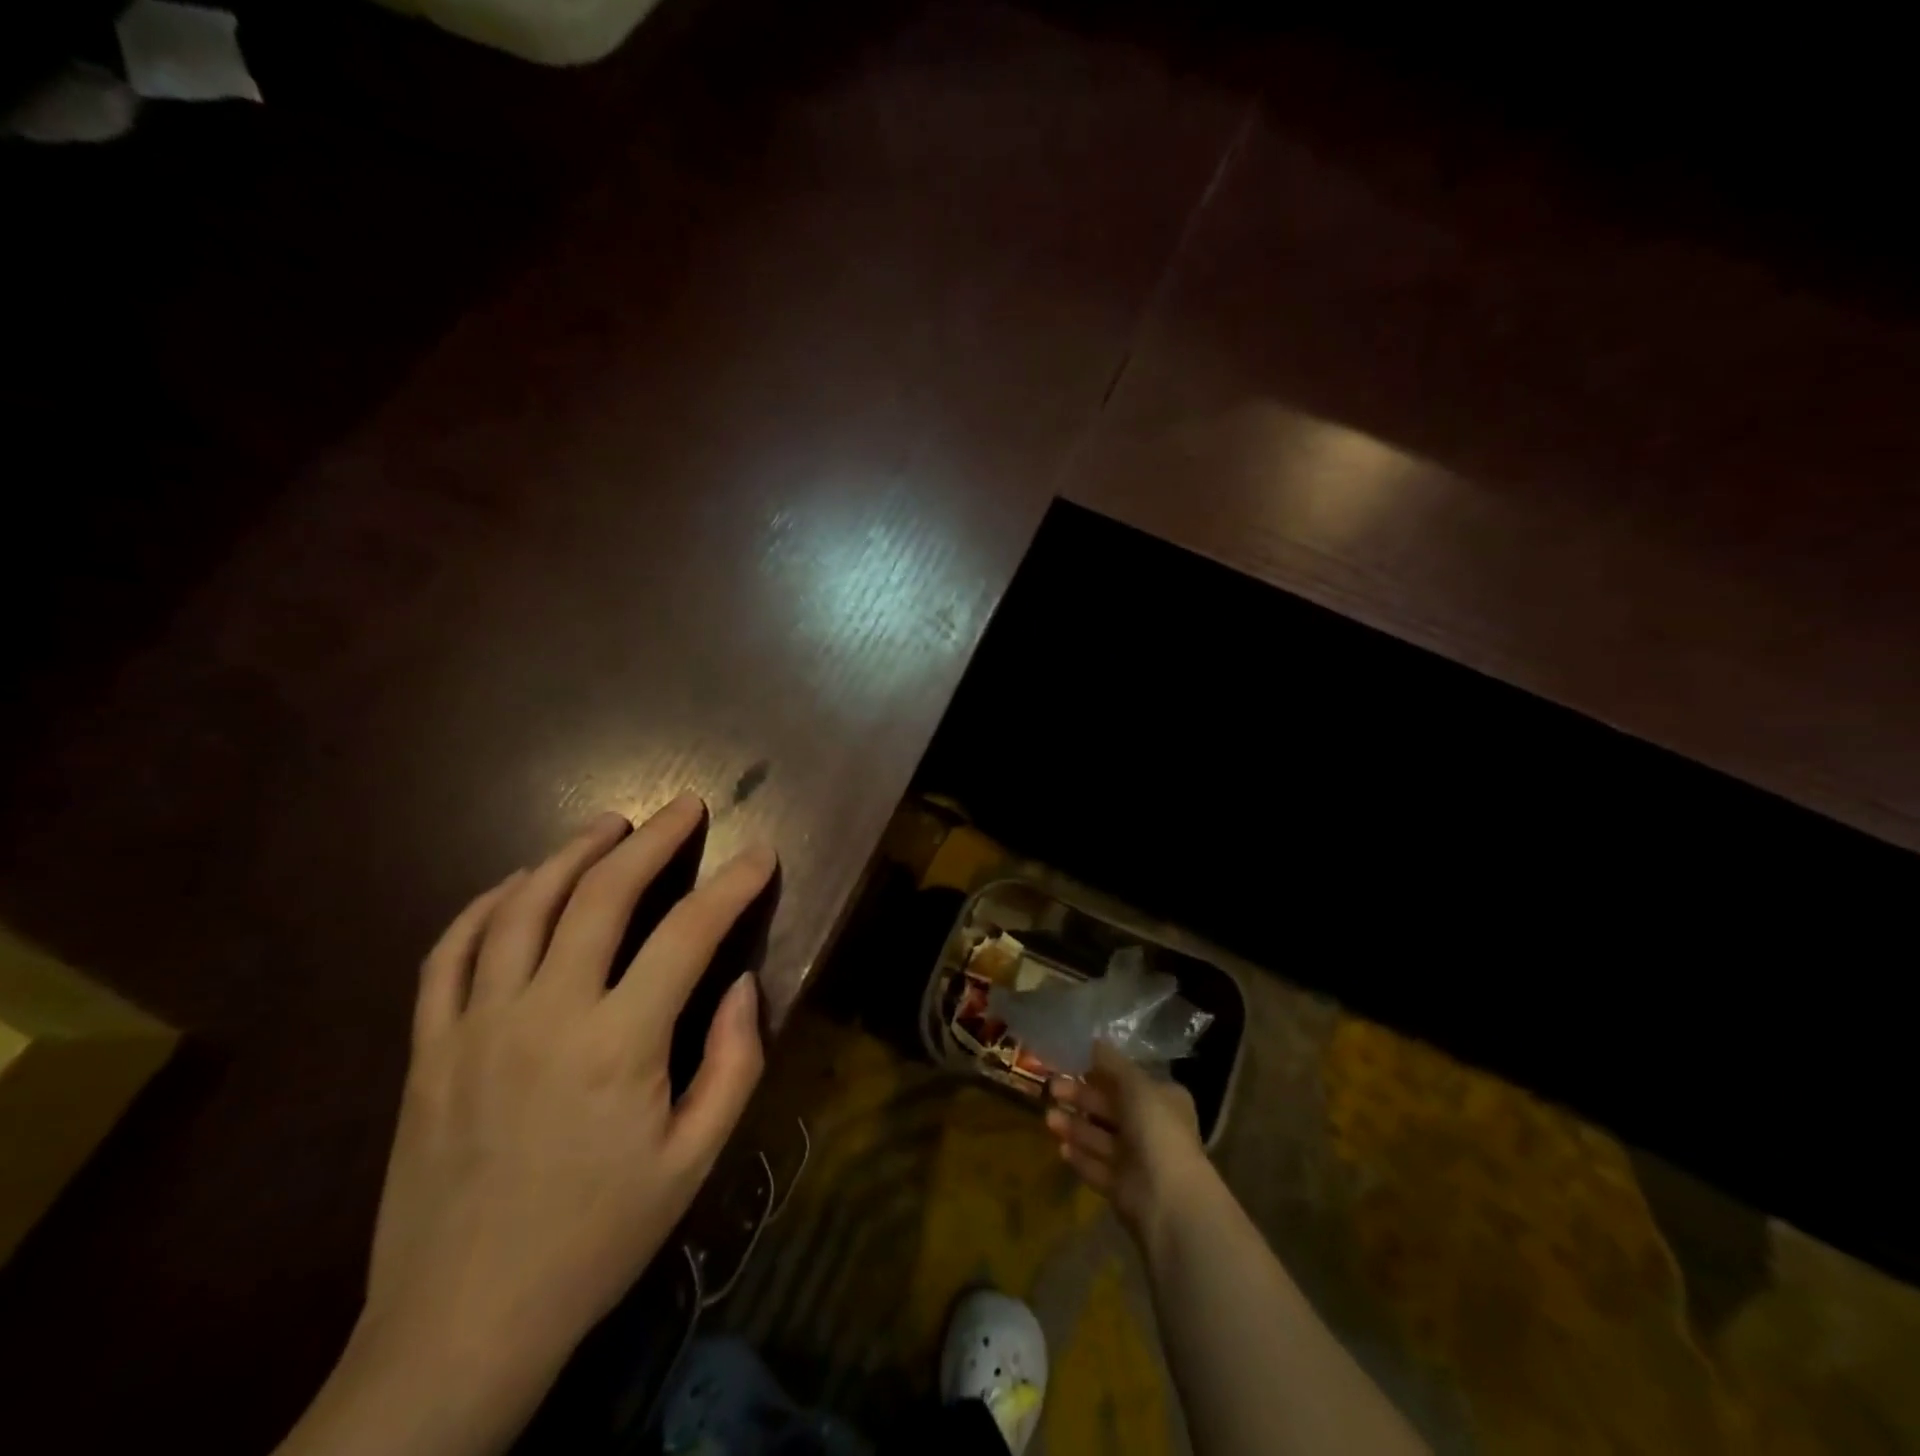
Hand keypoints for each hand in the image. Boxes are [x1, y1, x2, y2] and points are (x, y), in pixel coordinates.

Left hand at [281, 796, 773, 1455]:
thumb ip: (732, 1064)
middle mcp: (545, 1015)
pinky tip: (518, 883)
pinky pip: (450, 952)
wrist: (461, 1325)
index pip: (688, 935)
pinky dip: (487, 904)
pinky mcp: (428, 1047)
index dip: (733, 886)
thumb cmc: (597, 1238)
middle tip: (685, 808)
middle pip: (601, 897)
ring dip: (570, 854)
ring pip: (523, 907)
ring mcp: (475, 1025)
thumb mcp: (693, 1162)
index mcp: (618, 1046)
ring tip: (609, 826)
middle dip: (653, 841)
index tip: (761, 855)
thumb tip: (740, 983)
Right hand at [1047, 1041, 1206, 1237]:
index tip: (1071, 1063)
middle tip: (1052, 1087)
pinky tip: (1060, 1147)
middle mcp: (1152, 1128)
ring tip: (1049, 1118)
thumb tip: (1093, 1041)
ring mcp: (1137, 1161)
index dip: (1100, 1071)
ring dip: (1075, 1126)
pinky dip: (1079, 1157)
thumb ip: (1111, 1063)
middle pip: (1109, 1108)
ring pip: (1099, 1138)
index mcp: (1163, 1101)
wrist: (1167, 1200)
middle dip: (1080, 1097)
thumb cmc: (1156, 1130)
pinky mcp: (1122, 1189)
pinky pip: (1096, 1167)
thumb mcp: (1135, 1084)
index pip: (1128, 1081)